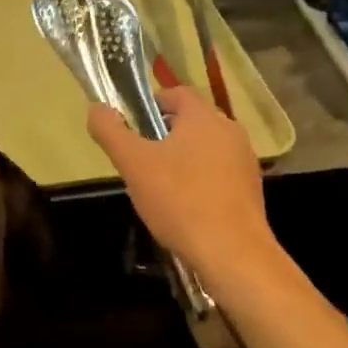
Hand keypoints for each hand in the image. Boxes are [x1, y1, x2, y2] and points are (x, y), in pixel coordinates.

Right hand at [86, 88, 278, 289]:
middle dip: (165, 133)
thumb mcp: (133, 164)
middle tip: (141, 158)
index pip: (177, 93)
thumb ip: (111, 131)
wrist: (233, 254)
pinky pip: (219, 173)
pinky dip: (201, 180)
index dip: (152, 103)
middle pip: (192, 120)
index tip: (134, 125)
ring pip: (206, 148)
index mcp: (204, 116)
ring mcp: (245, 160)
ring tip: (161, 186)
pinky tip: (186, 207)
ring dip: (183, 158)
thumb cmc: (180, 200)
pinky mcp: (252, 189)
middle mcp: (230, 130)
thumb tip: (96, 108)